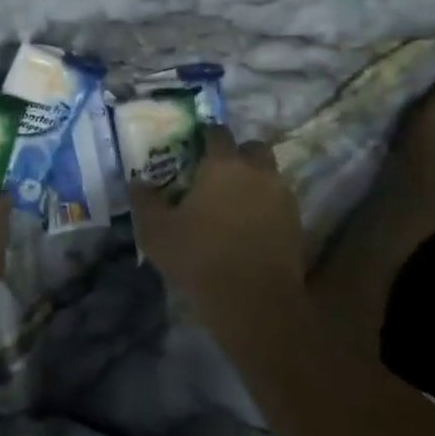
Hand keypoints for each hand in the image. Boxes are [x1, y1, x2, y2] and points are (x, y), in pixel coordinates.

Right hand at [131, 126, 302, 322]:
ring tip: (235, 204)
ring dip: (255, 181)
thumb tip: (137, 183)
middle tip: (219, 174)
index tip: (194, 148)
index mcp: (222, 164)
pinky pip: (280, 202)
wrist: (255, 303)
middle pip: (253, 148)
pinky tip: (250, 227)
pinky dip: (267, 207)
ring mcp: (282, 197)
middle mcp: (256, 171)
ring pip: (270, 175)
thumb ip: (144, 201)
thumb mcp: (156, 231)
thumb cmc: (200, 257)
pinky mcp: (297, 224)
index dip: (205, 136)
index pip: (217, 132)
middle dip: (239, 154)